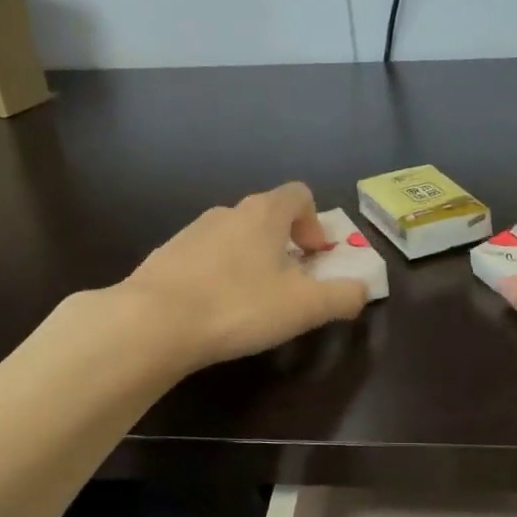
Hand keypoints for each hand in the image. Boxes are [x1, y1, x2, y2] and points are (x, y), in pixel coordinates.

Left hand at [118, 182, 369, 371]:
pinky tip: (215, 309)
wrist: (153, 322)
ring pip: (235, 237)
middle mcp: (228, 212)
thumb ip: (343, 296)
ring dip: (251, 260)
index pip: (299, 194)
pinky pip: (205, 257)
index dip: (315, 222)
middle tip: (290, 283)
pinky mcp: (167, 255)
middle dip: (285, 245)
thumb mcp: (305, 307)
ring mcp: (192, 231)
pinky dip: (219, 274)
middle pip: (267, 216)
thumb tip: (363, 290)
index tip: (314, 257)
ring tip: (252, 301)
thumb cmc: (239, 306)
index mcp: (265, 213)